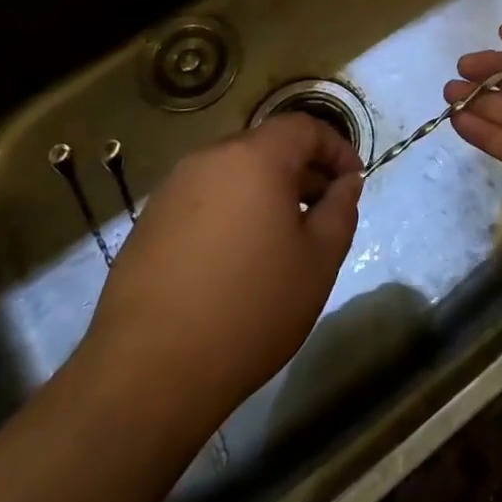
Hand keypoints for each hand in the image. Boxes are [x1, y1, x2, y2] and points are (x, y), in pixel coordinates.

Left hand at [77, 113, 362, 426]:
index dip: (336, 149)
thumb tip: (346, 183)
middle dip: (302, 170)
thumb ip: (341, 210)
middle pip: (267, 146)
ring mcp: (173, 189)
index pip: (304, 127)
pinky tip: (236, 259)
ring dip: (265, 191)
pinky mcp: (149, 222)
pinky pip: (204, 199)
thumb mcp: (318, 261)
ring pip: (234, 173)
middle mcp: (210, 158)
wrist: (147, 373)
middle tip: (323, 210)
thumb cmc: (250, 308)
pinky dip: (231, 211)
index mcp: (255, 157)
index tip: (353, 182)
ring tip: (282, 237)